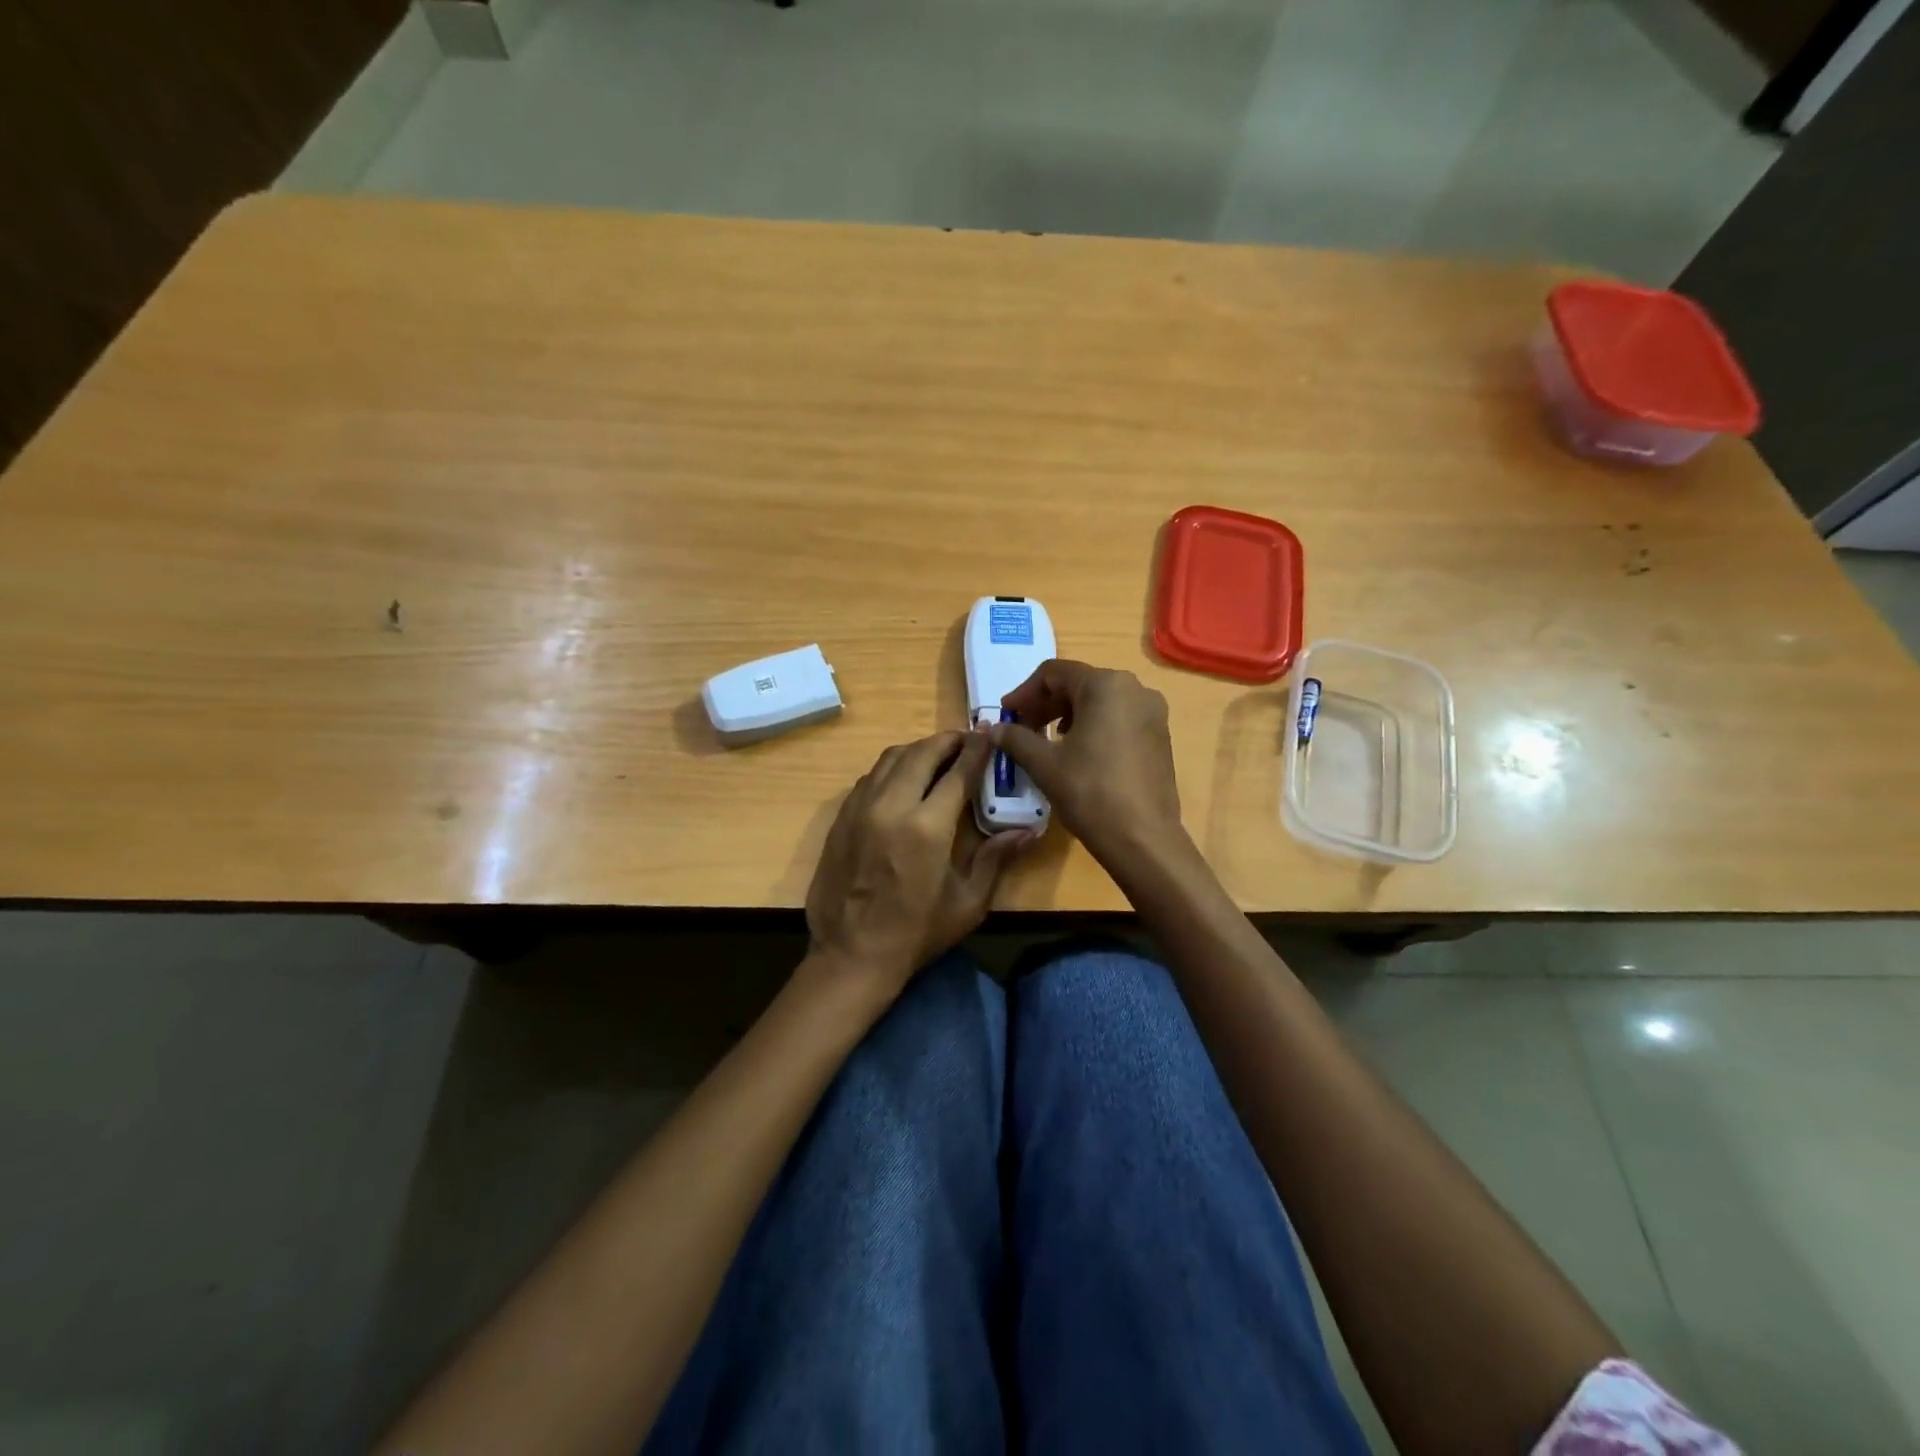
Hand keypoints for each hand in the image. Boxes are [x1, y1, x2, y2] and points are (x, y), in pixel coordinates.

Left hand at [805, 730, 1029, 997]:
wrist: (851, 955)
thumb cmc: (917, 933)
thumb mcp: (967, 903)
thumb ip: (995, 859)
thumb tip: (1027, 831)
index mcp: (927, 827)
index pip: (958, 772)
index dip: (977, 749)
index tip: (989, 733)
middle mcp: (891, 806)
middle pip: (922, 753)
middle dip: (947, 741)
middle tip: (965, 742)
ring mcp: (860, 808)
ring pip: (890, 758)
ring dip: (918, 750)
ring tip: (936, 756)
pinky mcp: (841, 818)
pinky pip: (869, 777)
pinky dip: (891, 768)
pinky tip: (903, 780)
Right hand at [992, 660, 1182, 867]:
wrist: (1143, 839)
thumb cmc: (1090, 792)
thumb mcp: (1045, 764)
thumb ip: (1016, 739)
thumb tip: (994, 729)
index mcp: (1106, 685)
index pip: (1054, 673)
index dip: (1024, 692)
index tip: (1006, 714)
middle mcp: (1135, 689)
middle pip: (1079, 684)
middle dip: (1046, 703)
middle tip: (1022, 728)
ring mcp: (1152, 712)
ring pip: (1100, 701)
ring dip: (1068, 714)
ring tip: (1048, 741)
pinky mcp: (1160, 736)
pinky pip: (1119, 718)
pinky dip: (1093, 726)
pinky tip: (1079, 752)